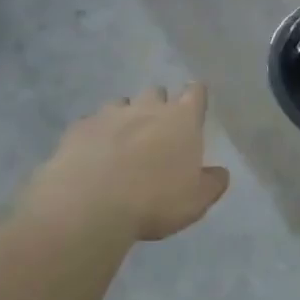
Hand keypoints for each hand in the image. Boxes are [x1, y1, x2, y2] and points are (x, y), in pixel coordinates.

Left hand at [34, 85, 230, 241]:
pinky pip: (91, 123)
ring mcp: (109, 114)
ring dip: (125, 117)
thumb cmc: (154, 201)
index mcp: (182, 120)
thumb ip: (212, 183)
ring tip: (123, 142)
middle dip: (158, 105)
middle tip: (158, 130)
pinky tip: (92, 154)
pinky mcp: (78, 128)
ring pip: (121, 104)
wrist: (89, 206)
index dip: (196, 97)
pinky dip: (96, 134)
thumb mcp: (196, 201)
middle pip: (156, 93)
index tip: (194, 105)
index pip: (195, 93)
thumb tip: (220, 172)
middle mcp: (147, 108)